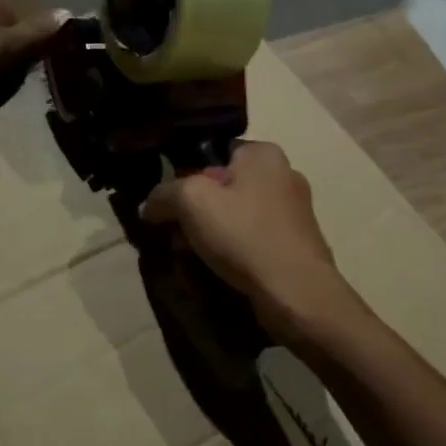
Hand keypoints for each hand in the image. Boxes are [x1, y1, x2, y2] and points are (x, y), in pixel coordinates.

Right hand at [139, 142, 351, 342]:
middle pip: (223, 189)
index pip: (213, 153)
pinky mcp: (296, 245)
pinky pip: (253, 241)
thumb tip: (149, 206)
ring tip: (193, 261)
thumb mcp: (191, 202)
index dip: (186, 177)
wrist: (296, 292)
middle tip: (177, 239)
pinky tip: (220, 273)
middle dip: (195, 215)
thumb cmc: (244, 235)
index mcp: (264, 154)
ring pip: (236, 218)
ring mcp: (294, 212)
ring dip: (210, 238)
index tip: (170, 206)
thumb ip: (164, 195)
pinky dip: (233, 254)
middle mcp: (284, 175)